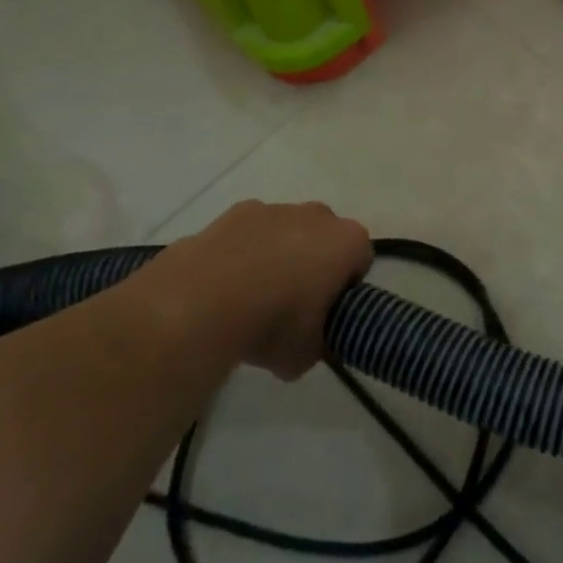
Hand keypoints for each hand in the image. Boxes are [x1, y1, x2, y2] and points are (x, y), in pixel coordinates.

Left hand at [170, 200, 372, 378]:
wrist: (201, 302)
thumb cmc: (272, 324)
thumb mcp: (307, 354)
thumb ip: (319, 342)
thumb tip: (309, 340)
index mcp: (346, 242)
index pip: (361, 260)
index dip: (346, 289)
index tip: (327, 314)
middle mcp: (317, 215)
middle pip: (325, 238)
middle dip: (315, 264)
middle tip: (293, 306)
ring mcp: (275, 208)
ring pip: (287, 231)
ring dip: (278, 255)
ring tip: (252, 298)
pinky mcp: (235, 211)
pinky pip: (250, 233)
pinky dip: (244, 252)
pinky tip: (224, 285)